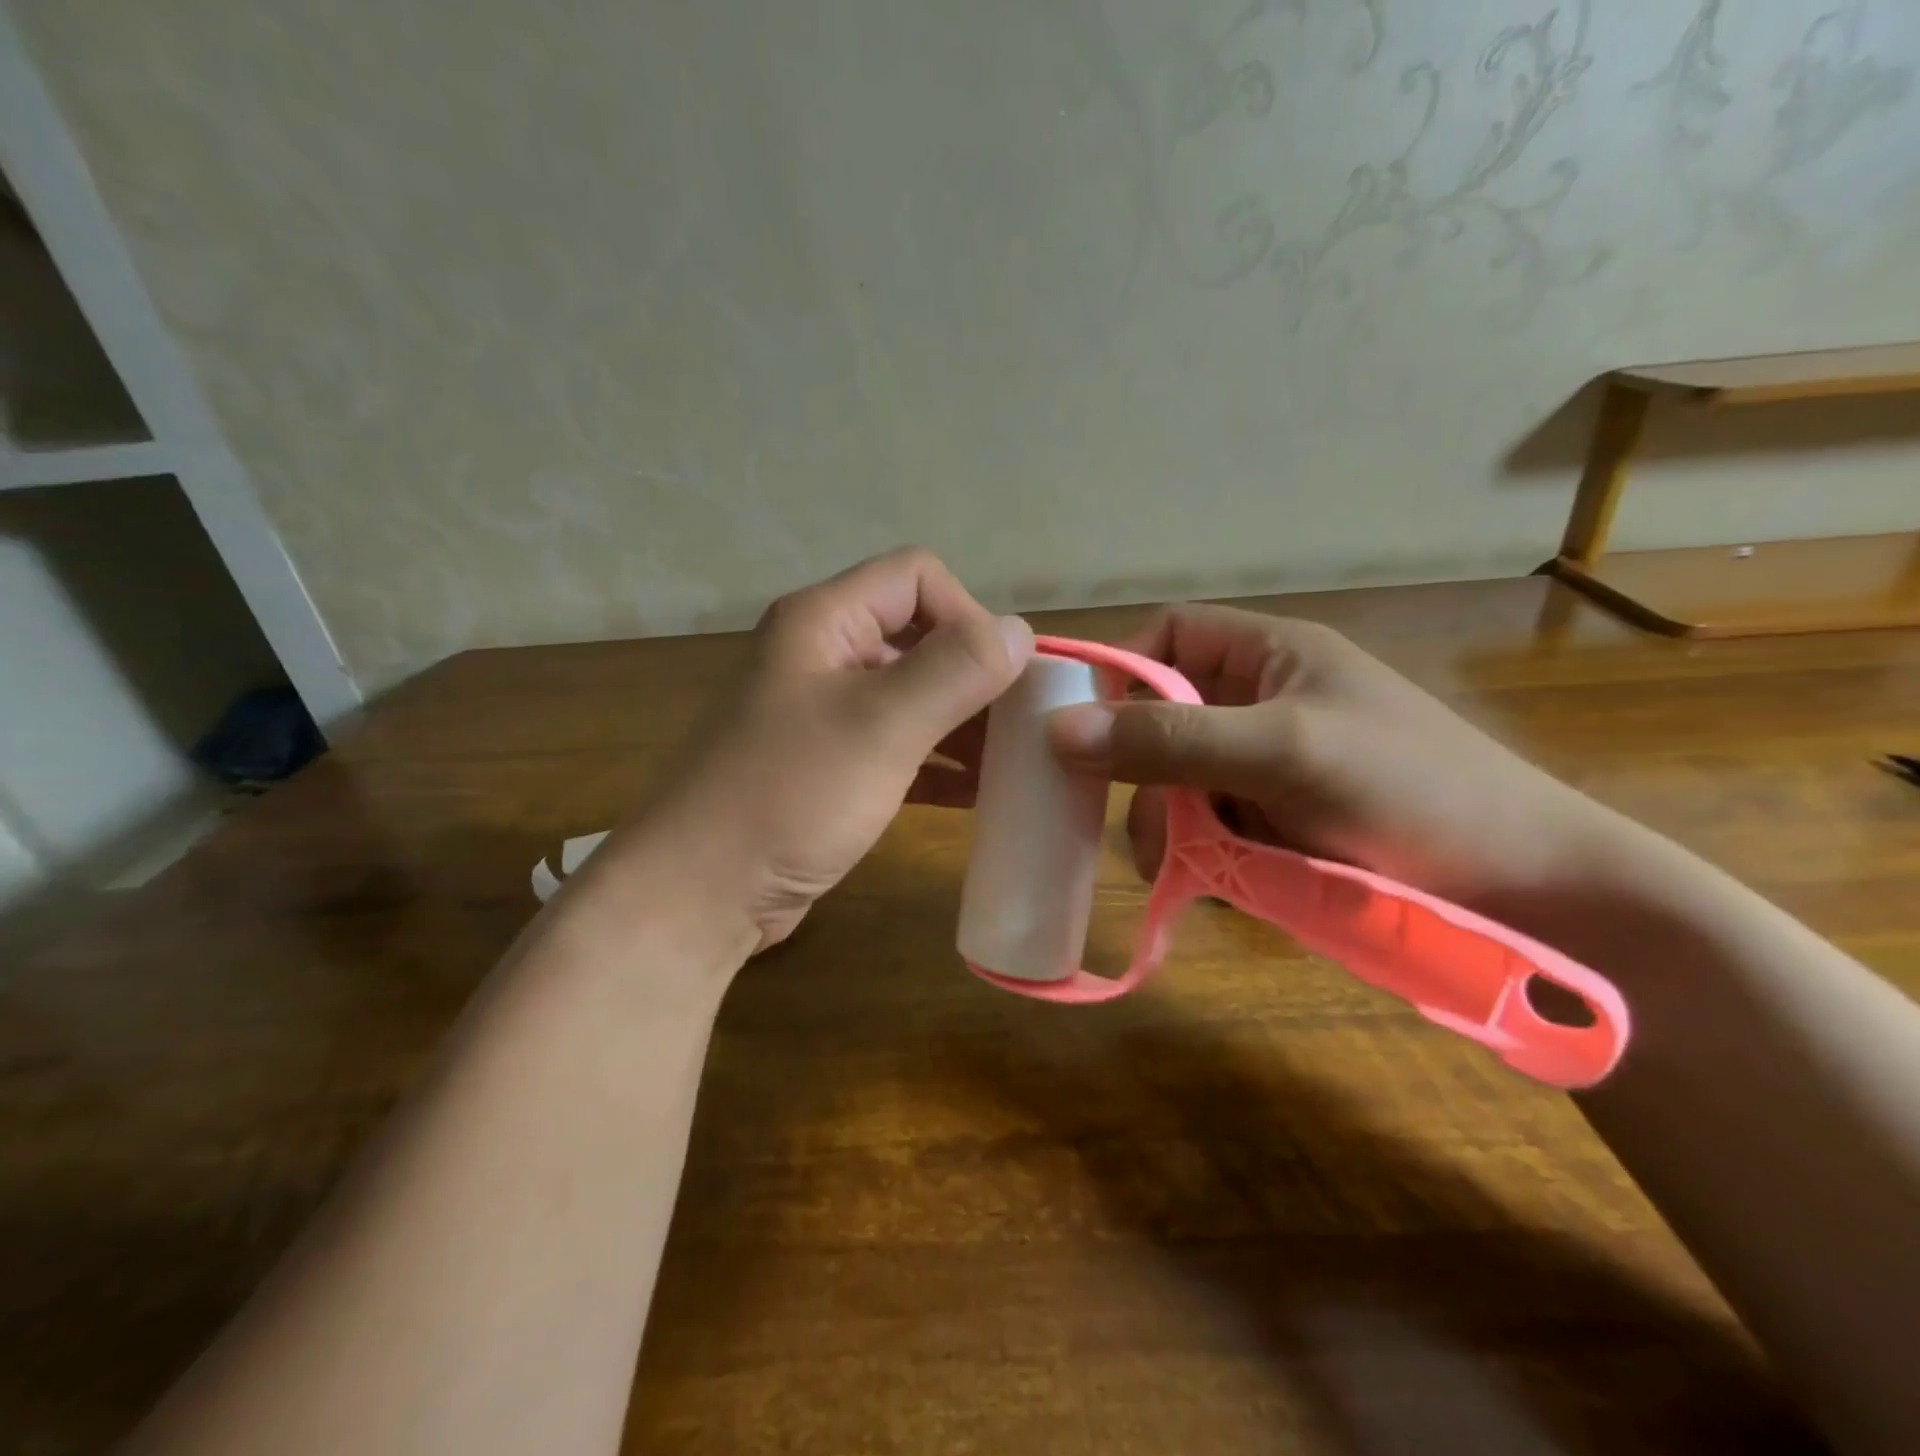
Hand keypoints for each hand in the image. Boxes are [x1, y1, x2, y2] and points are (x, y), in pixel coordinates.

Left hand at [573, 549, 1032, 951]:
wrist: (700, 892)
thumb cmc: (789, 795)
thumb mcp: (881, 726)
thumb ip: (956, 670)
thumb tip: (1020, 631)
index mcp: (824, 621)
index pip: (916, 577)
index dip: (967, 615)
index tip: (1000, 678)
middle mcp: (822, 654)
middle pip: (919, 636)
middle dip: (975, 675)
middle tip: (1022, 724)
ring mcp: (824, 713)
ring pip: (913, 695)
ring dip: (964, 722)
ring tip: (1013, 762)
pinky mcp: (830, 765)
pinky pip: (899, 745)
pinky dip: (940, 762)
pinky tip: (978, 794)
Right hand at [1046, 605, 1607, 912]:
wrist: (1526, 893)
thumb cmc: (1409, 791)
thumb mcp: (1282, 751)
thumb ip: (1170, 739)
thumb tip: (1057, 730)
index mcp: (1269, 656)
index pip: (1169, 637)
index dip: (1120, 669)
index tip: (1080, 726)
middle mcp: (1261, 703)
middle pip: (1163, 718)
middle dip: (1141, 770)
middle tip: (1132, 822)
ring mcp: (1267, 767)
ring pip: (1179, 781)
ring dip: (1166, 822)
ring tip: (1171, 869)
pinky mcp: (1275, 823)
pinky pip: (1207, 826)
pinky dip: (1195, 853)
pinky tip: (1205, 882)